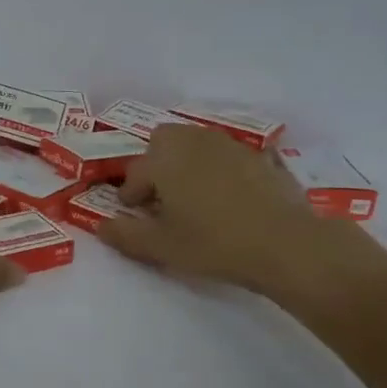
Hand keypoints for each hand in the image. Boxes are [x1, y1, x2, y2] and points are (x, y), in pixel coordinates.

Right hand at [98, 124, 386, 298]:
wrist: (285, 244)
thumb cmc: (213, 243)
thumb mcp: (161, 247)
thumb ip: (125, 235)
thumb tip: (101, 226)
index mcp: (164, 159)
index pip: (135, 172)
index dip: (130, 195)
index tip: (134, 213)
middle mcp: (194, 142)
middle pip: (164, 140)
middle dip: (156, 163)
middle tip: (161, 196)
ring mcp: (230, 145)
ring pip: (196, 143)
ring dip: (187, 162)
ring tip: (193, 195)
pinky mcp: (259, 156)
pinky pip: (227, 155)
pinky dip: (219, 169)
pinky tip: (229, 196)